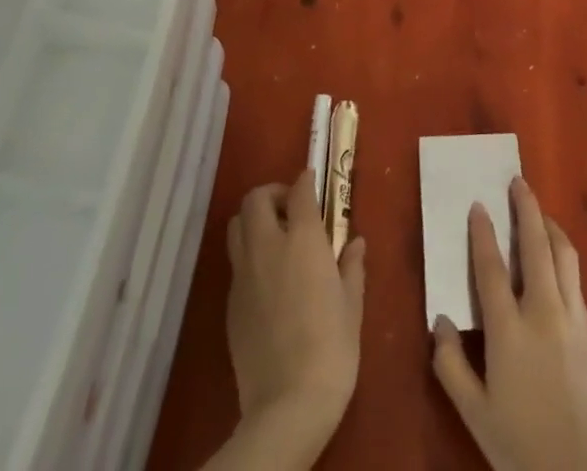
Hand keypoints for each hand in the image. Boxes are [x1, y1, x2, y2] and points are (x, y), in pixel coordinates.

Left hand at [221, 167, 365, 462]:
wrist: (287, 405)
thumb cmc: (331, 348)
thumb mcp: (352, 304)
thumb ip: (351, 266)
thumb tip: (355, 242)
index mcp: (303, 240)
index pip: (298, 191)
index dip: (305, 181)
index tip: (312, 182)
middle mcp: (268, 247)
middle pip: (256, 199)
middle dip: (272, 194)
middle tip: (291, 209)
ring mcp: (244, 275)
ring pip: (237, 225)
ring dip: (253, 220)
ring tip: (275, 237)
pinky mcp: (231, 303)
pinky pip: (235, 262)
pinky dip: (248, 255)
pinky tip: (267, 278)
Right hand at [430, 178, 586, 470]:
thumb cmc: (522, 447)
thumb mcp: (475, 415)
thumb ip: (451, 365)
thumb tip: (438, 319)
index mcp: (509, 331)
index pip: (491, 268)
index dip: (482, 234)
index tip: (478, 205)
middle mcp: (543, 312)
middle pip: (535, 245)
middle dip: (526, 208)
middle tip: (518, 182)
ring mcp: (573, 318)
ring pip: (563, 254)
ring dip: (550, 226)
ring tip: (539, 213)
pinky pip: (575, 278)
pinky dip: (563, 255)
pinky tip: (557, 259)